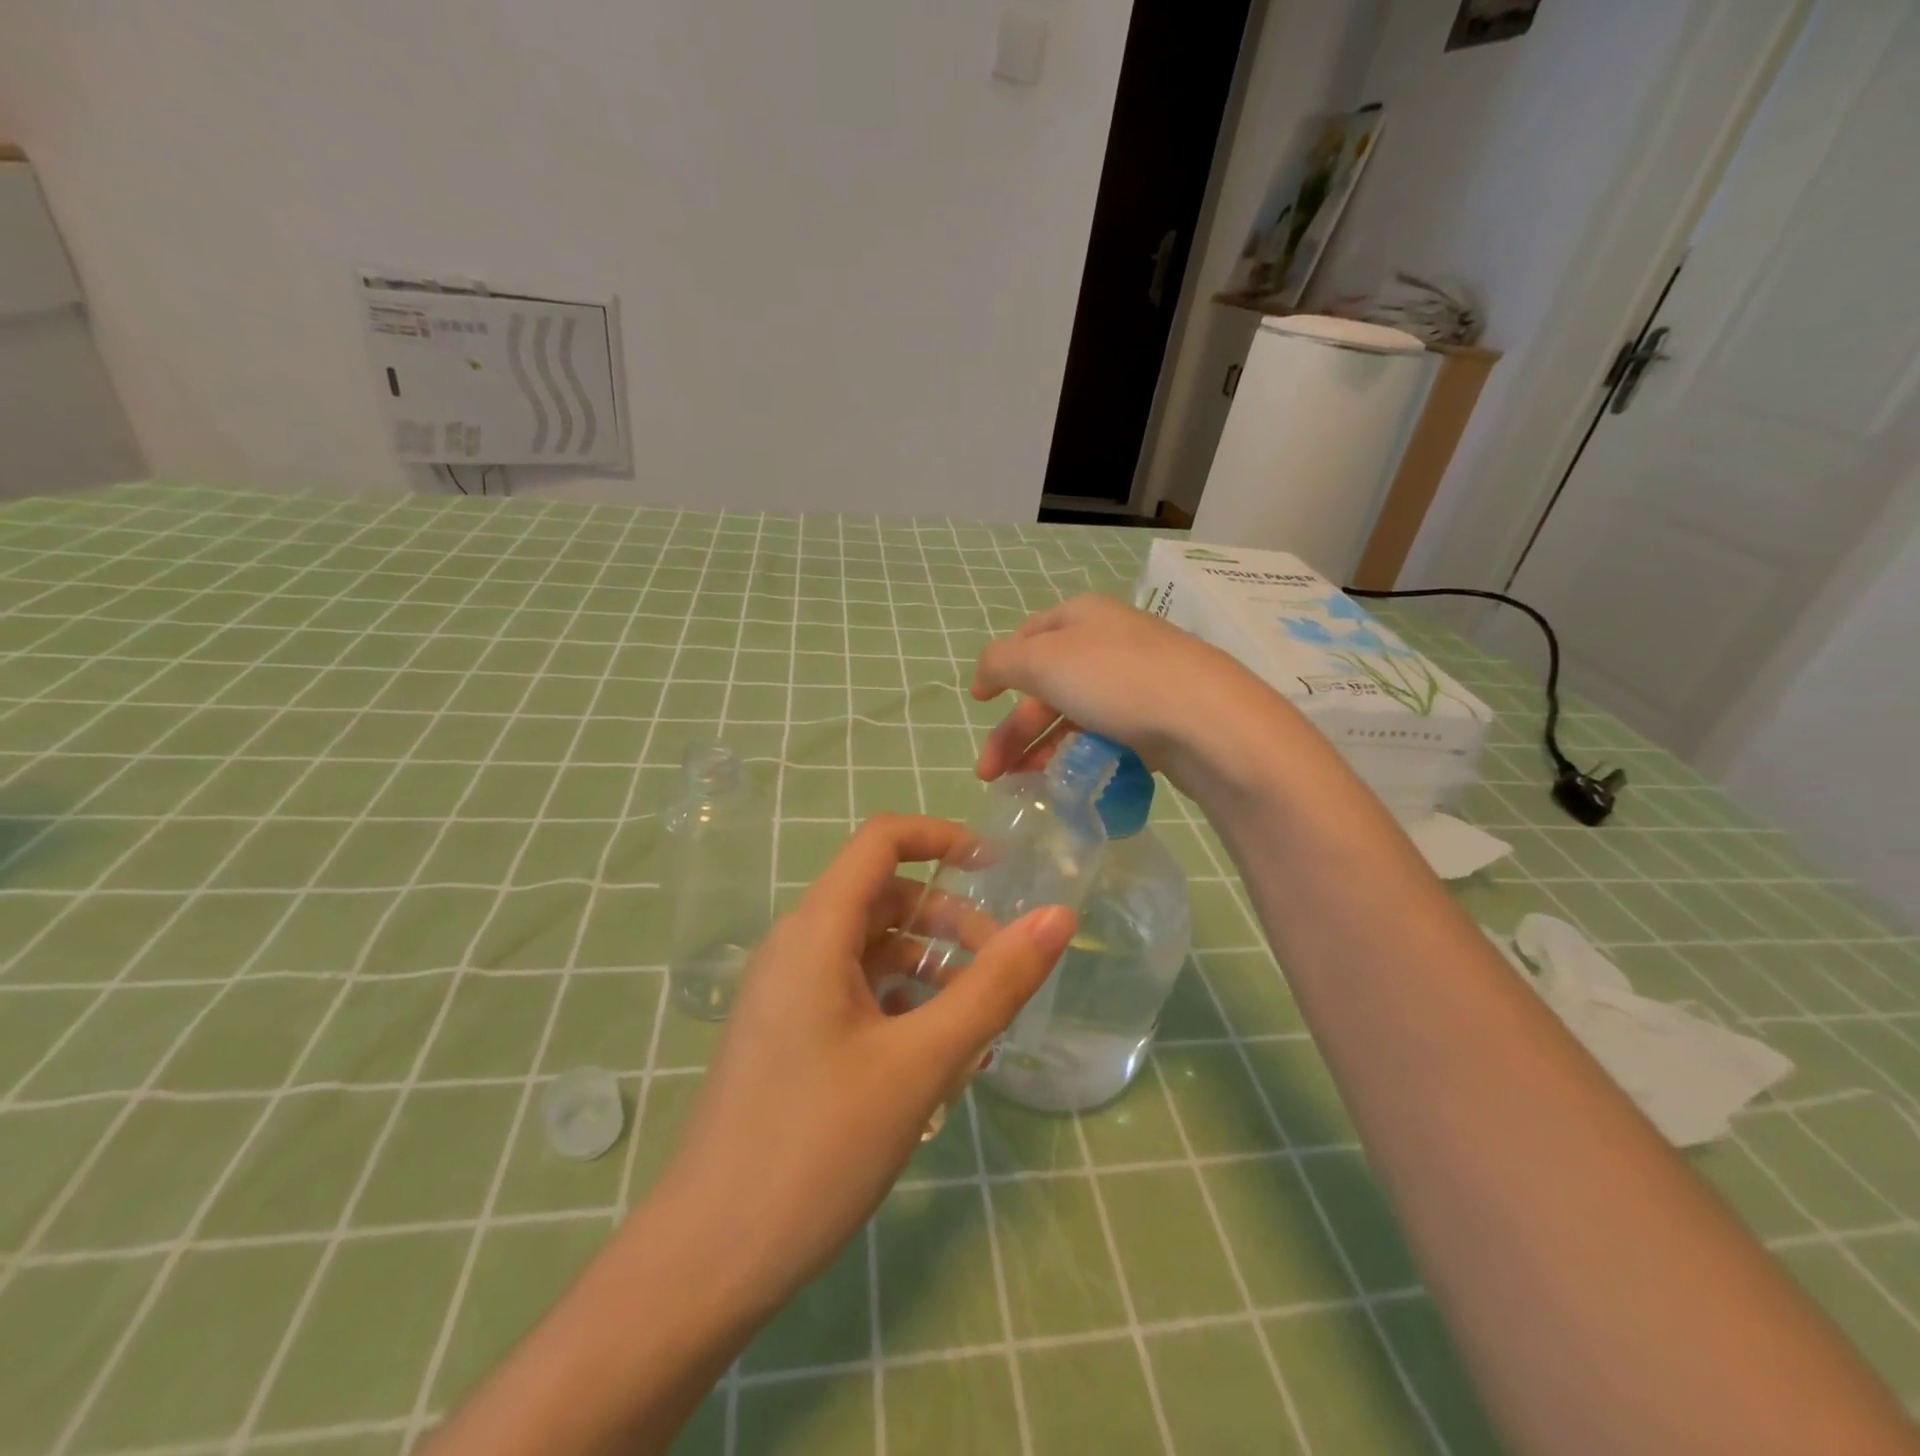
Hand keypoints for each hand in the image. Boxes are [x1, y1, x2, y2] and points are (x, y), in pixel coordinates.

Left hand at [652, 814, 1075, 1310]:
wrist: (707, 1261)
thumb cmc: (816, 1149)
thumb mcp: (922, 1063)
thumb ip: (995, 985)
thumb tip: (1058, 917)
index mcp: (815, 931)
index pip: (881, 841)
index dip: (942, 839)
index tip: (998, 869)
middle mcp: (795, 947)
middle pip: (884, 897)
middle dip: (949, 919)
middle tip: (1003, 967)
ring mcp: (786, 992)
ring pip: (871, 948)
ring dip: (929, 966)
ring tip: (978, 1022)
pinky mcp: (787, 1033)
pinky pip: (854, 990)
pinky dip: (901, 1001)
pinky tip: (934, 1055)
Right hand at [971, 594, 1276, 795]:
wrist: (1209, 723)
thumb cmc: (1117, 681)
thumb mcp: (1043, 661)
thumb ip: (1000, 662)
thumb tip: (985, 674)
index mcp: (1082, 616)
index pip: (1027, 637)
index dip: (998, 669)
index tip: (977, 703)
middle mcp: (1110, 641)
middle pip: (1047, 684)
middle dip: (1014, 730)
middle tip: (991, 772)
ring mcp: (1138, 679)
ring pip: (1076, 713)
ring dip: (1043, 747)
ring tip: (1024, 784)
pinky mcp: (1160, 717)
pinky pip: (1107, 734)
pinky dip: (1081, 755)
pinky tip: (1071, 780)